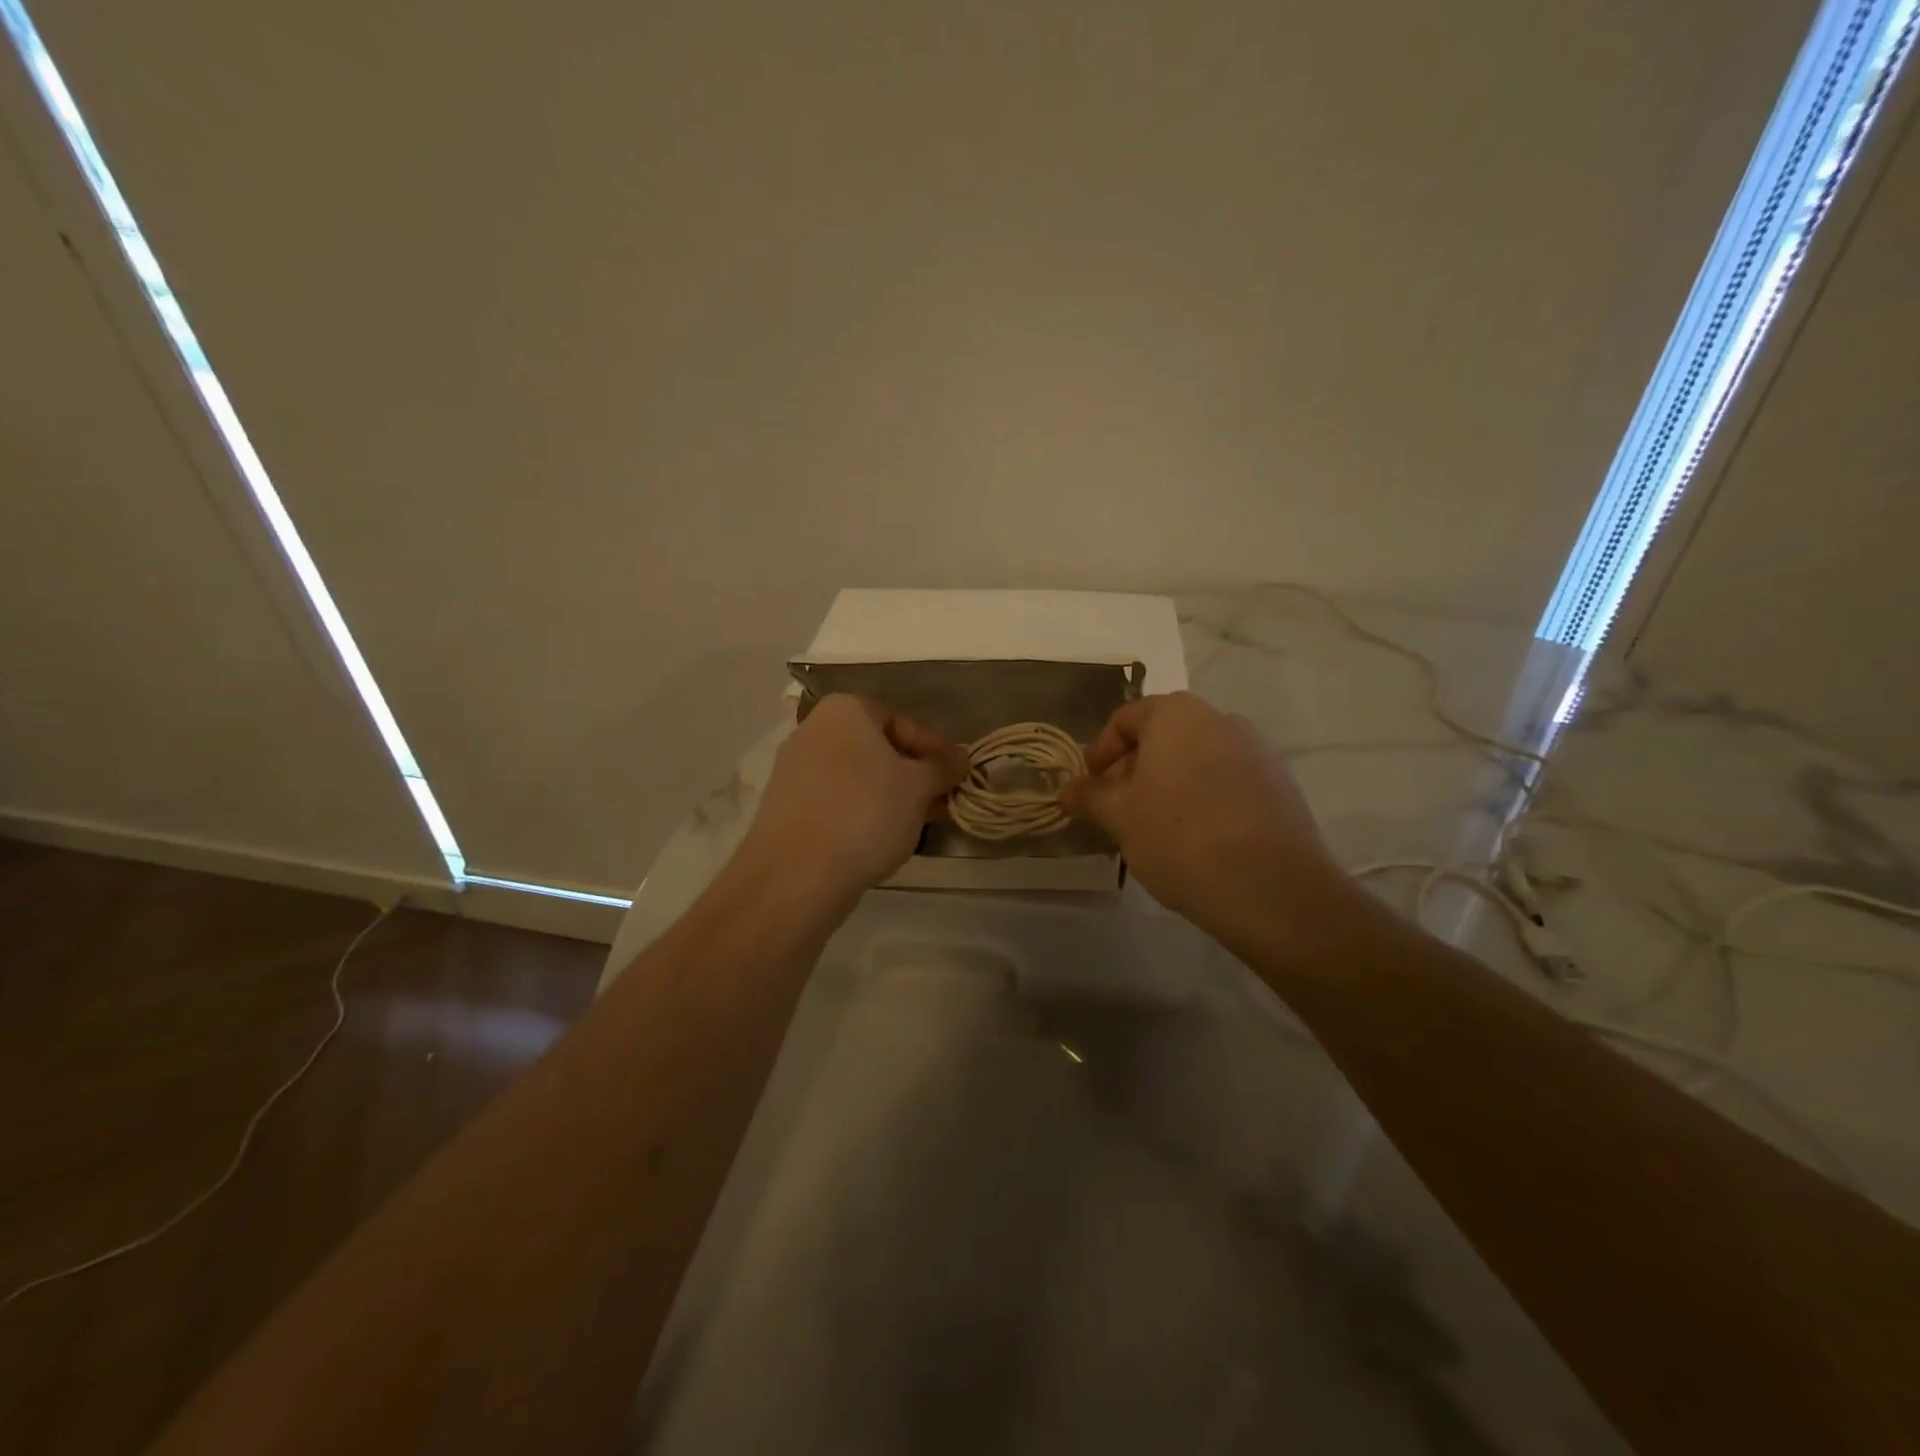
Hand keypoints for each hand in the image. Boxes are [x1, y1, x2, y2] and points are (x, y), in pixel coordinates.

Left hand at [739, 694, 968, 904]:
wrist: (796, 874)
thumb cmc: (866, 813)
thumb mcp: (918, 787)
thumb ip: (942, 767)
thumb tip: (961, 757)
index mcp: (845, 710)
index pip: (902, 720)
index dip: (935, 748)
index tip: (956, 775)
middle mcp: (813, 730)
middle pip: (877, 748)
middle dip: (913, 774)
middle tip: (941, 800)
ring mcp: (794, 769)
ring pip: (857, 776)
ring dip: (891, 795)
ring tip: (918, 822)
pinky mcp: (785, 805)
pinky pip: (836, 799)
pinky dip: (862, 811)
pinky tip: (882, 837)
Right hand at [1062, 692, 1349, 938]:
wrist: (1272, 887)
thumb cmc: (1179, 838)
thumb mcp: (1120, 818)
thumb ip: (1090, 797)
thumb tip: (1068, 791)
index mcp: (1176, 714)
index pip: (1125, 719)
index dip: (1099, 752)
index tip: (1088, 788)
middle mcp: (1219, 719)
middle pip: (1162, 736)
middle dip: (1133, 769)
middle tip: (1116, 810)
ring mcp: (1256, 750)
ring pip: (1195, 758)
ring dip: (1167, 784)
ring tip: (1153, 827)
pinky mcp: (1280, 783)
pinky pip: (1226, 780)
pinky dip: (1202, 797)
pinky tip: (1195, 838)